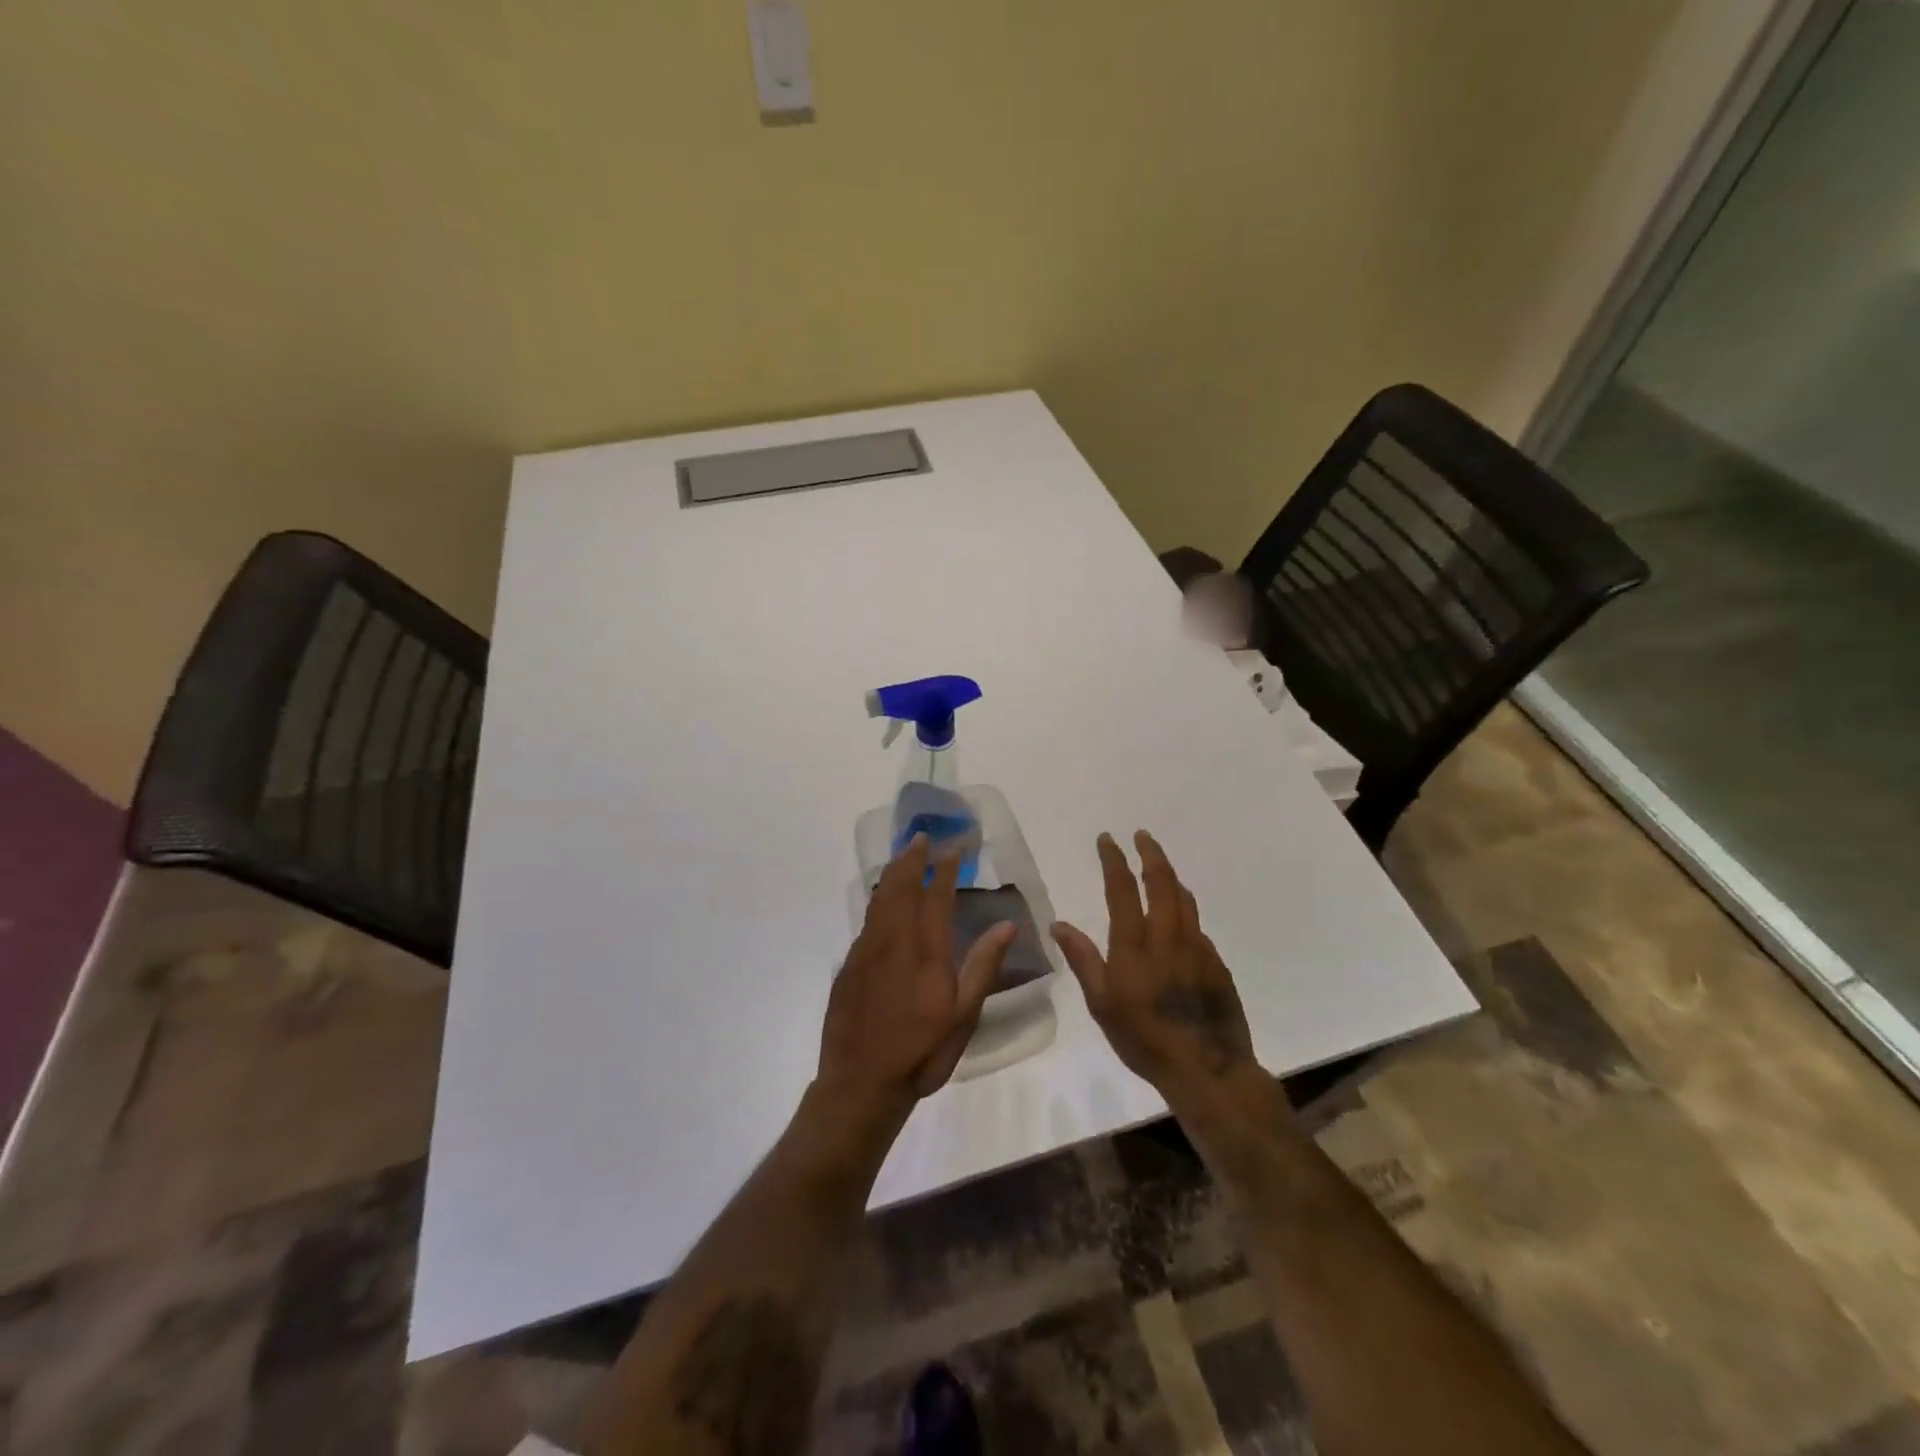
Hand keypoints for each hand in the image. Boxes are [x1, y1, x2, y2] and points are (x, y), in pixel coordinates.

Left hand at [817, 835, 1016, 1123]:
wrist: (860, 1084)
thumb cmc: (921, 1052)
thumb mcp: (963, 1016)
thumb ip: (983, 966)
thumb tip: (1007, 924)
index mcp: (924, 952)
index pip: (935, 897)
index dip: (945, 869)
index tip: (954, 847)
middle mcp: (892, 942)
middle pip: (900, 888)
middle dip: (912, 859)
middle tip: (922, 838)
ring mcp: (865, 952)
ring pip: (878, 900)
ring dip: (893, 874)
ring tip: (903, 857)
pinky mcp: (848, 966)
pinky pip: (867, 922)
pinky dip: (878, 901)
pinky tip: (883, 903)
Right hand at [1051, 831, 1255, 1090]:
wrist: (1207, 1069)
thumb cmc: (1145, 1039)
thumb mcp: (1102, 1004)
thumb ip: (1083, 960)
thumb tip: (1059, 924)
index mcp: (1135, 944)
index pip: (1123, 888)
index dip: (1114, 860)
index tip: (1108, 839)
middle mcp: (1168, 936)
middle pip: (1162, 881)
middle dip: (1150, 853)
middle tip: (1142, 835)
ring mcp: (1197, 947)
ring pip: (1185, 899)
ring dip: (1170, 876)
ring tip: (1160, 866)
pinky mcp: (1217, 963)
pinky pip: (1198, 926)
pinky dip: (1185, 910)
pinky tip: (1180, 920)